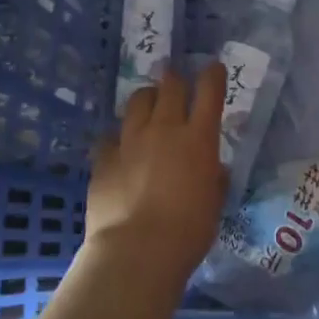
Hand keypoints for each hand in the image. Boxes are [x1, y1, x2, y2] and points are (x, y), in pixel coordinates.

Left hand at [85, 64, 228, 285]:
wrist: (137, 250)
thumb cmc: (188, 231)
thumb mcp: (214, 203)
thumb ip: (214, 179)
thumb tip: (212, 169)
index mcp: (199, 139)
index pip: (209, 92)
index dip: (213, 75)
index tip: (214, 68)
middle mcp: (164, 129)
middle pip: (170, 86)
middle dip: (175, 80)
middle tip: (176, 83)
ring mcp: (130, 140)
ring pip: (138, 101)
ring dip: (147, 99)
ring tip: (148, 106)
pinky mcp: (103, 158)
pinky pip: (110, 136)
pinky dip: (118, 138)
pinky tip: (119, 148)